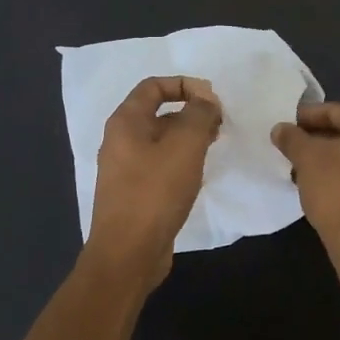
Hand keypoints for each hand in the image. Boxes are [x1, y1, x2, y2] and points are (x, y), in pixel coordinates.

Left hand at [86, 76, 222, 284]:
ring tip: (214, 146)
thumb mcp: (185, 145)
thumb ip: (199, 114)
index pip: (154, 86)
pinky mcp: (134, 193)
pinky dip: (181, 160)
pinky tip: (199, 173)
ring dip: (189, 137)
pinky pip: (160, 164)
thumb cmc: (155, 192)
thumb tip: (205, 99)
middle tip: (219, 124)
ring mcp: (125, 169)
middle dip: (191, 112)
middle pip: (158, 112)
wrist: (128, 254)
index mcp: (125, 122)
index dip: (185, 84)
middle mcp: (120, 140)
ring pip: (161, 140)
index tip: (213, 99)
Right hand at [270, 102, 339, 265]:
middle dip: (316, 137)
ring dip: (326, 157)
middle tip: (290, 145)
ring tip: (298, 167)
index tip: (284, 125)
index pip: (335, 111)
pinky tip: (318, 184)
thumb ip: (292, 138)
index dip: (306, 116)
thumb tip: (280, 128)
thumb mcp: (307, 159)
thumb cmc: (337, 191)